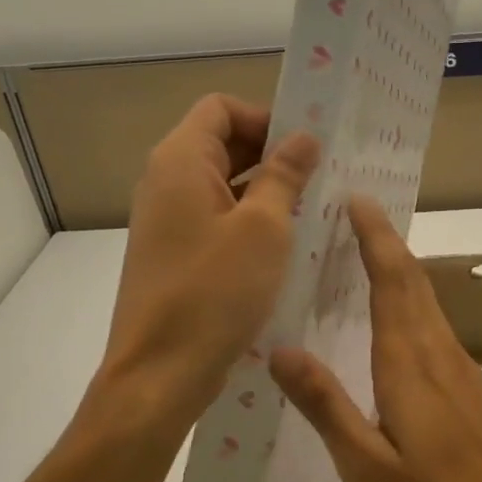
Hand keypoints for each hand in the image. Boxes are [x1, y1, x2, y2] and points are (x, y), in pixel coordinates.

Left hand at [94, 95, 318, 437]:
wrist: (160, 374)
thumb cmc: (215, 292)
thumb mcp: (264, 228)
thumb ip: (284, 175)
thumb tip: (303, 137)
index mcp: (180, 161)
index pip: (221, 108)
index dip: (265, 117)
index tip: (307, 147)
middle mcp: (166, 182)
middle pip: (222, 143)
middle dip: (272, 154)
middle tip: (322, 177)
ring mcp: (167, 220)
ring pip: (223, 184)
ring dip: (266, 190)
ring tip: (313, 210)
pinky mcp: (175, 253)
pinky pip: (217, 219)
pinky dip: (250, 220)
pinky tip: (286, 245)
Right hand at [270, 196, 481, 481]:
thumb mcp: (367, 465)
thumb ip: (326, 405)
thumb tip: (280, 349)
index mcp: (407, 359)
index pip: (390, 279)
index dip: (373, 235)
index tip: (356, 198)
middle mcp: (435, 346)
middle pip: (411, 275)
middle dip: (383, 237)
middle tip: (353, 208)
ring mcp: (457, 360)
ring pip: (425, 294)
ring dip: (397, 261)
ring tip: (365, 245)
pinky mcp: (467, 376)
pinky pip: (432, 317)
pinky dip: (410, 292)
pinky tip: (394, 310)